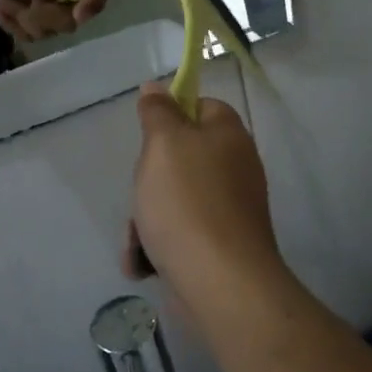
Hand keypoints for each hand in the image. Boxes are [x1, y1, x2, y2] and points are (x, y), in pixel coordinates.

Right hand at [126, 83, 280, 300]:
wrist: (219, 284)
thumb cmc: (187, 202)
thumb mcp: (163, 144)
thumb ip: (157, 112)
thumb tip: (156, 87)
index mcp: (228, 136)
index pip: (200, 106)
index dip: (171, 114)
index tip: (147, 133)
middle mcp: (233, 169)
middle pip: (178, 158)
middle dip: (147, 180)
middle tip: (142, 193)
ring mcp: (226, 210)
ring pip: (170, 199)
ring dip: (144, 220)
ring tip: (138, 242)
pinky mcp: (216, 247)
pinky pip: (178, 234)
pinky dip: (157, 247)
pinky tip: (143, 264)